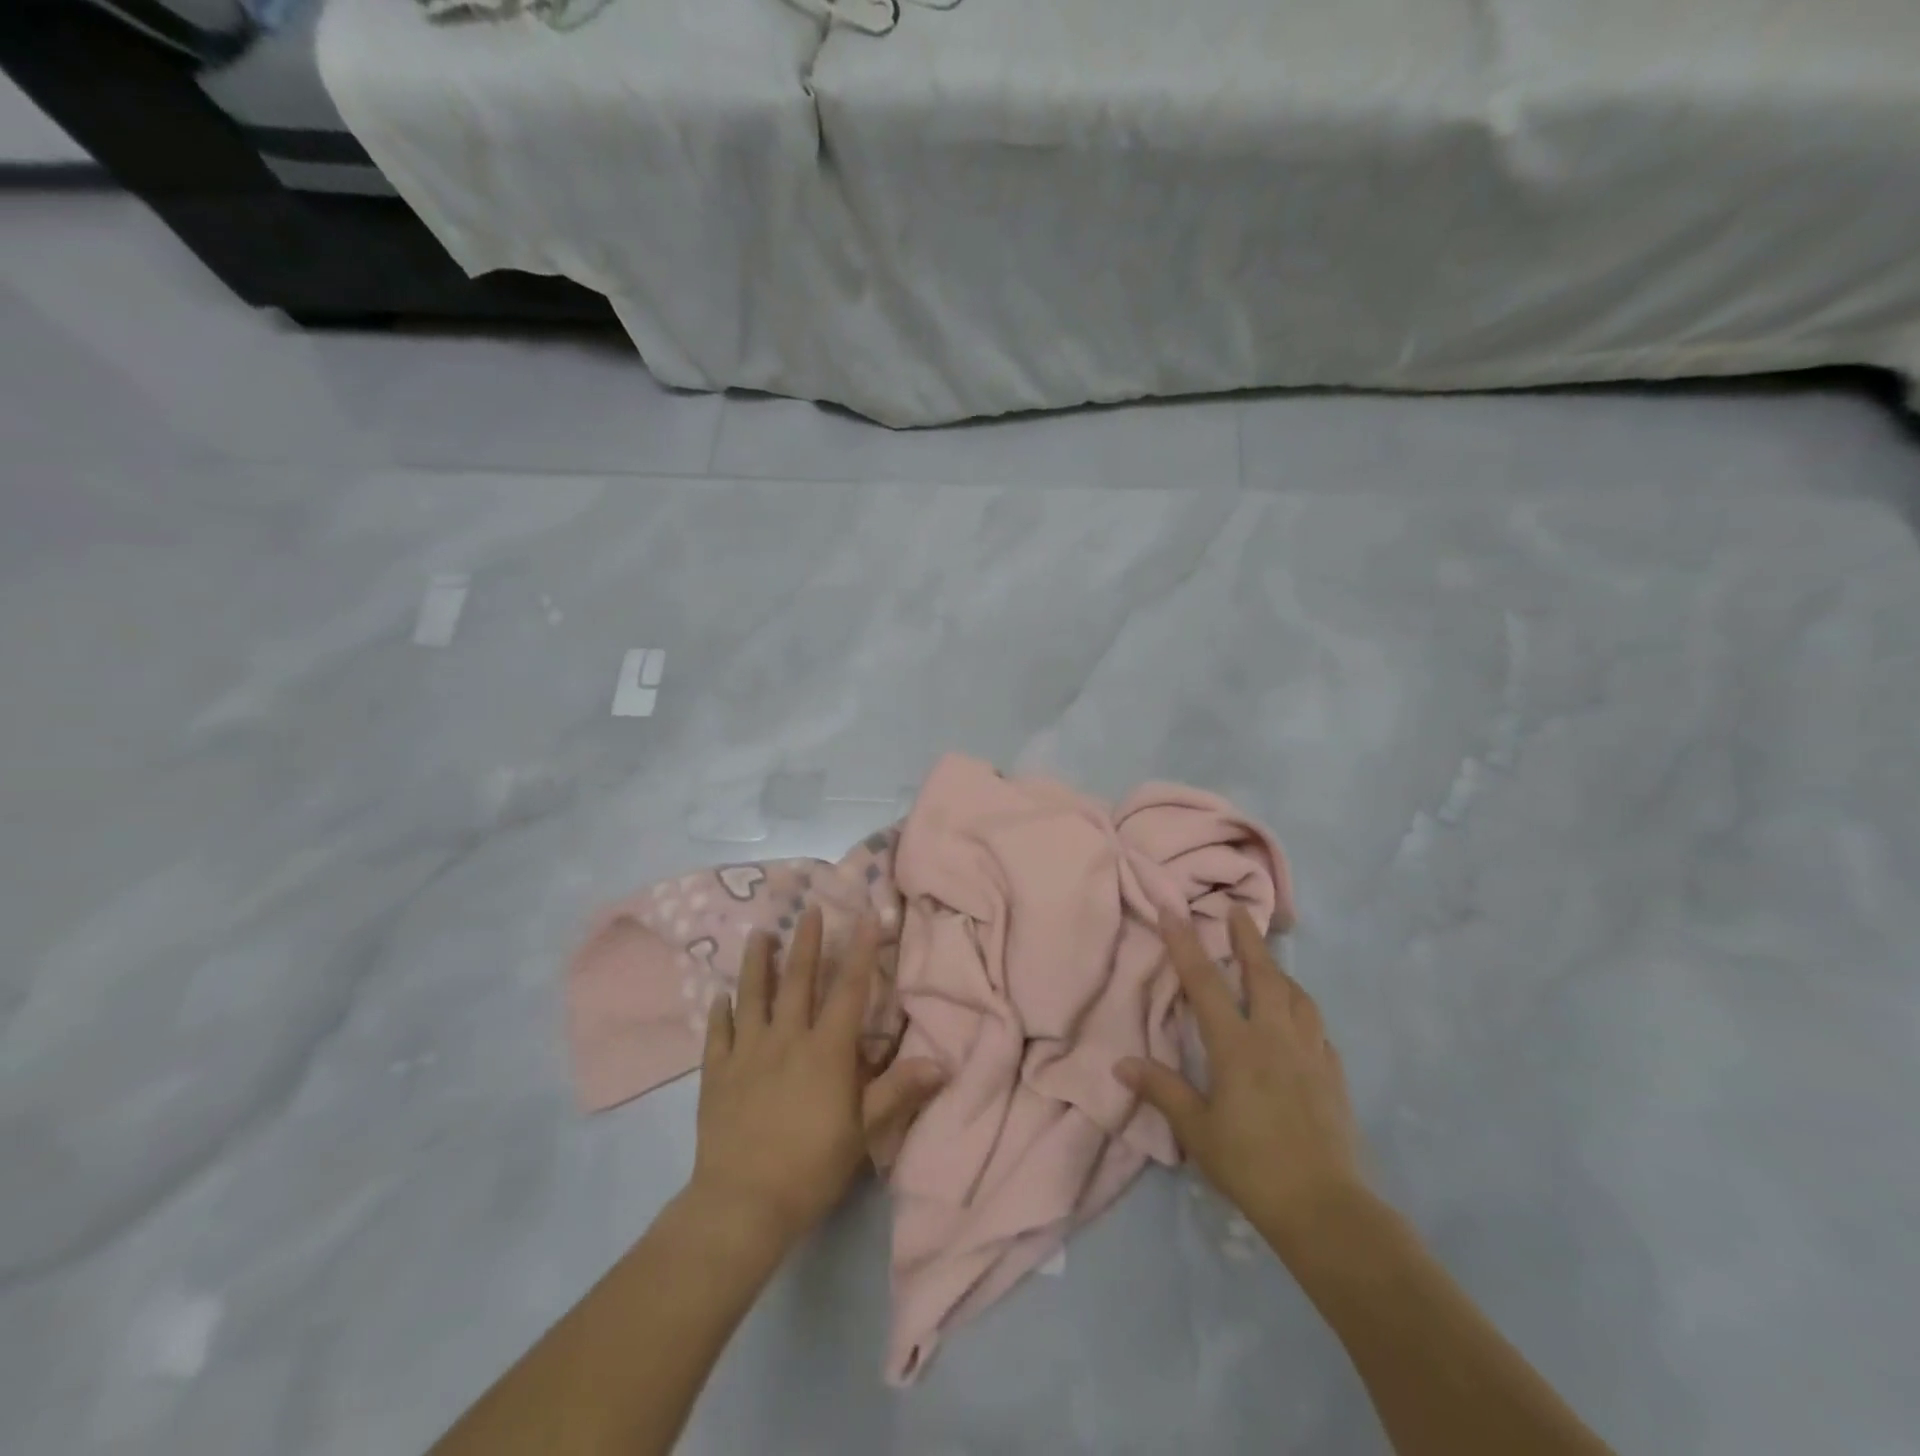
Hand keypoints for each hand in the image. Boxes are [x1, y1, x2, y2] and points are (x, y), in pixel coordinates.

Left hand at [690, 907, 944, 1249]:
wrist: (743, 1204)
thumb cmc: (812, 1166)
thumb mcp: (864, 1131)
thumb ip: (898, 1090)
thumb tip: (942, 1061)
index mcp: (826, 1049)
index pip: (849, 990)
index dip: (861, 951)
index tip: (867, 916)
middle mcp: (786, 1038)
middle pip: (798, 980)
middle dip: (806, 942)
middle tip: (808, 909)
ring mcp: (748, 1053)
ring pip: (753, 996)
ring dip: (756, 963)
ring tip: (758, 933)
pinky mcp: (717, 1073)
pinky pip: (719, 1033)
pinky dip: (720, 1011)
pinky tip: (720, 995)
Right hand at [1116, 907, 1365, 1255]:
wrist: (1325, 1208)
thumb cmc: (1251, 1165)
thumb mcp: (1196, 1131)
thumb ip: (1162, 1090)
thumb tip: (1121, 1063)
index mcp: (1237, 1046)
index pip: (1205, 983)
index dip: (1186, 944)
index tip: (1174, 910)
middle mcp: (1274, 1037)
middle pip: (1262, 975)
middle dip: (1247, 939)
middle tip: (1239, 911)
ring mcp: (1310, 1053)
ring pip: (1297, 996)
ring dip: (1279, 972)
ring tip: (1268, 963)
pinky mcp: (1333, 1075)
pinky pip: (1317, 1028)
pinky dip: (1303, 1011)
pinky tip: (1299, 1021)